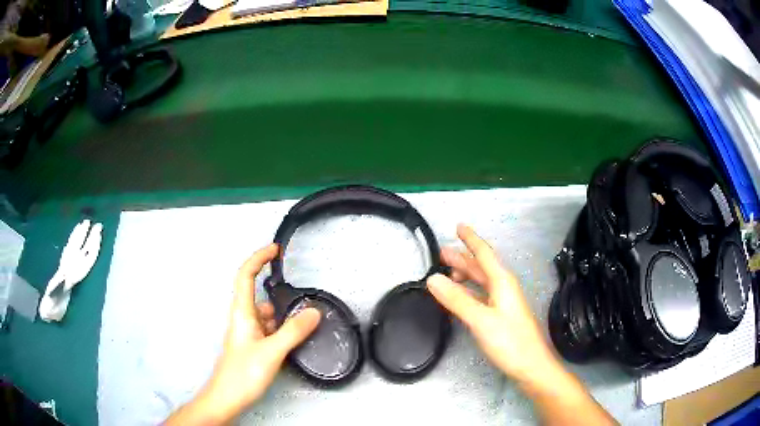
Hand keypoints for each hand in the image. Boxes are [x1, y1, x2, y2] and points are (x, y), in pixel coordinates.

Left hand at [166, 244, 320, 424]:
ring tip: (303, 328)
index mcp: (242, 312)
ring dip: (283, 318)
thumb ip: (293, 332)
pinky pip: (269, 330)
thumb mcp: (272, 351)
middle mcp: (244, 319)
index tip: (274, 250)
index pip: (245, 275)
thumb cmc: (242, 374)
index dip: (258, 258)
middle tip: (303, 305)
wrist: (228, 397)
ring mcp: (248, 333)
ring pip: (268, 316)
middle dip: (281, 298)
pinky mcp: (253, 346)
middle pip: (260, 296)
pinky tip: (292, 342)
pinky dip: (282, 331)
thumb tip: (312, 312)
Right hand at [427, 225, 613, 424]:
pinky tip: (459, 297)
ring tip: (446, 273)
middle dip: (462, 258)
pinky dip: (467, 292)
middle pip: (481, 267)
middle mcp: (503, 288)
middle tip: (442, 253)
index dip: (471, 240)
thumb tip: (432, 279)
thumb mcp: (480, 319)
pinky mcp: (500, 316)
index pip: (484, 254)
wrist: (530, 365)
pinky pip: (480, 295)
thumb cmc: (510, 341)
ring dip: (464, 275)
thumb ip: (457, 299)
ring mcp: (502, 302)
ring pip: (481, 281)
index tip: (459, 226)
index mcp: (502, 282)